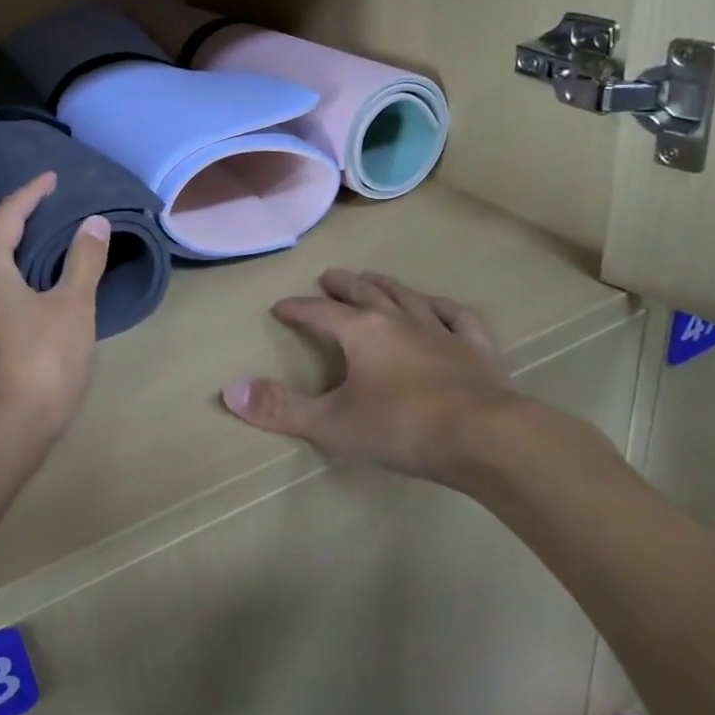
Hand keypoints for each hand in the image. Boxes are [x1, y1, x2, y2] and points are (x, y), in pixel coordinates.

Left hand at [0, 173, 108, 458]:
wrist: (8, 427)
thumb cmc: (43, 361)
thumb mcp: (72, 306)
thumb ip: (83, 261)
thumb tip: (95, 222)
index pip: (7, 216)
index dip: (30, 193)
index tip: (51, 177)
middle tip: (8, 195)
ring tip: (6, 227)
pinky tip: (9, 275)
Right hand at [220, 269, 543, 486]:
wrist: (485, 438)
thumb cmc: (401, 427)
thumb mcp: (332, 423)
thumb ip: (280, 408)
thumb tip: (230, 390)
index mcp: (363, 332)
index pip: (321, 312)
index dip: (298, 308)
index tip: (280, 306)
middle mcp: (400, 320)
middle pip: (365, 293)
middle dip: (343, 285)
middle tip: (328, 277)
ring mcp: (442, 331)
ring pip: (408, 297)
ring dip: (387, 286)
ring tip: (373, 278)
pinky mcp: (477, 349)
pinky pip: (459, 317)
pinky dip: (445, 308)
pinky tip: (440, 307)